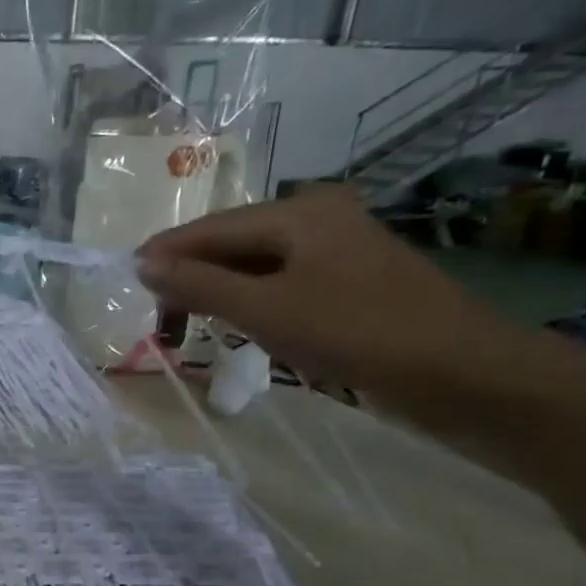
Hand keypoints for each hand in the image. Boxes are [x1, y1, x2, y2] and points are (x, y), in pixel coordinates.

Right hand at [135, 186, 534, 407]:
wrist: (461, 373)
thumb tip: (143, 264)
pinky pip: (281, 285)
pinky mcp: (349, 283)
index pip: (209, 229)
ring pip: (255, 267)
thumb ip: (200, 285)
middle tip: (161, 324)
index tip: (124, 285)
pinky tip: (238, 328)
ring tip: (189, 330)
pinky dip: (251, 305)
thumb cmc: (356, 332)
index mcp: (298, 212)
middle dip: (191, 280)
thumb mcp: (265, 309)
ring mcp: (337, 251)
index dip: (164, 255)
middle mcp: (316, 219)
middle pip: (231, 244)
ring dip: (219, 295)